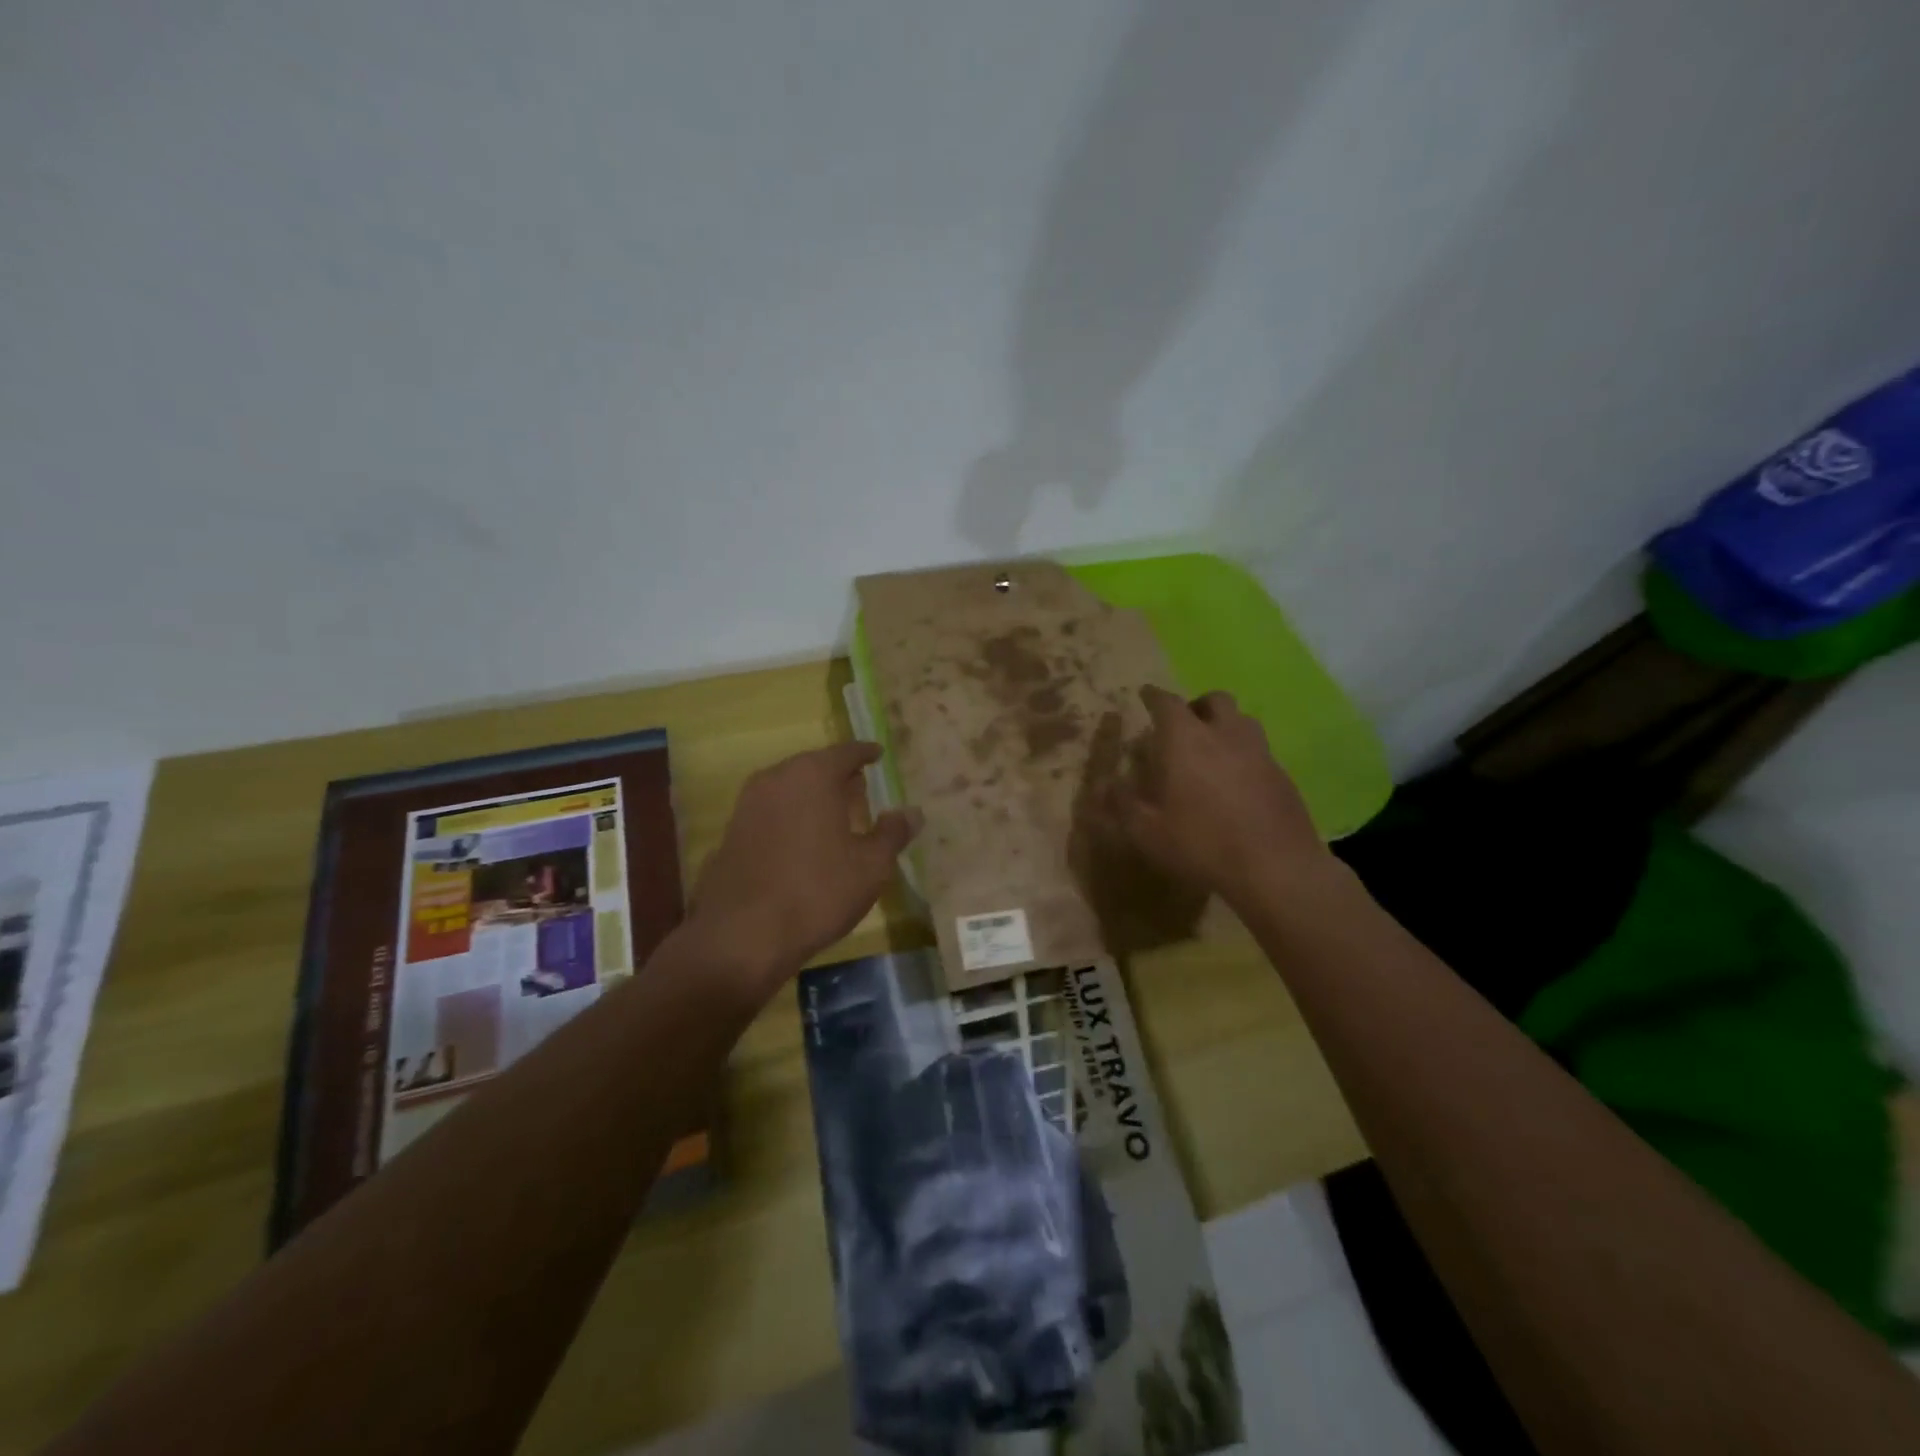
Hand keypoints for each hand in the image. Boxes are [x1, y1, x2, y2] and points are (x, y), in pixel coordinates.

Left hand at [688, 743, 919, 1002]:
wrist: (742, 935)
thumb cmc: (817, 892)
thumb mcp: (870, 866)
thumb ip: (893, 833)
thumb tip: (912, 813)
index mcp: (812, 775)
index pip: (846, 752)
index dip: (865, 753)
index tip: (877, 754)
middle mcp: (776, 779)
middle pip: (814, 767)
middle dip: (838, 776)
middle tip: (860, 789)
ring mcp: (748, 805)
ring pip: (789, 789)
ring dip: (812, 797)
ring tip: (834, 817)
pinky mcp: (731, 833)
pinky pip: (771, 812)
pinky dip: (791, 817)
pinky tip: (803, 842)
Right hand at [1111, 686, 1329, 909]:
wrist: (1275, 869)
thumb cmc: (1201, 844)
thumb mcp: (1146, 831)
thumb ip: (1122, 803)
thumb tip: (1106, 785)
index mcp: (1185, 740)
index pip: (1167, 702)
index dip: (1153, 696)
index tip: (1145, 694)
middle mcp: (1225, 735)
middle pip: (1214, 700)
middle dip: (1196, 705)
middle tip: (1183, 725)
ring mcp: (1260, 753)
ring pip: (1243, 721)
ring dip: (1225, 726)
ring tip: (1212, 750)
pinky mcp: (1283, 776)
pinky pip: (1260, 751)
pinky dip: (1244, 755)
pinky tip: (1237, 783)